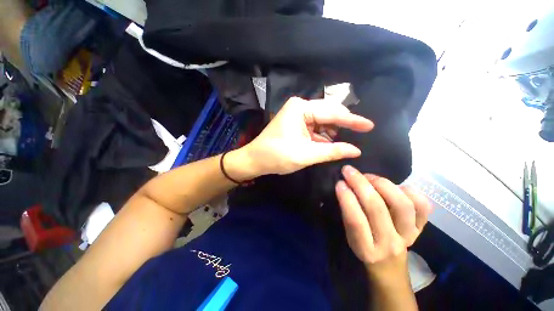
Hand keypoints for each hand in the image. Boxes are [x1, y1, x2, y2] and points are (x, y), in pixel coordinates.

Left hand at [243, 97, 372, 175]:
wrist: (255, 160)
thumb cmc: (277, 156)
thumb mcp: (306, 154)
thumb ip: (332, 150)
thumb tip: (356, 150)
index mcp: (301, 108)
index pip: (332, 113)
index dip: (352, 120)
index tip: (370, 125)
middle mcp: (300, 107)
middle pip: (328, 113)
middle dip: (343, 123)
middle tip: (361, 132)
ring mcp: (297, 115)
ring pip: (322, 121)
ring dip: (333, 131)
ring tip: (345, 141)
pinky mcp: (296, 123)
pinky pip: (315, 127)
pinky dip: (323, 135)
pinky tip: (330, 142)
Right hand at [335, 165, 431, 278]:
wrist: (388, 261)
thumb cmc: (363, 244)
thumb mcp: (349, 235)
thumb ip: (347, 213)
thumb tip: (344, 185)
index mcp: (366, 248)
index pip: (356, 221)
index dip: (347, 199)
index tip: (340, 182)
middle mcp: (389, 243)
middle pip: (377, 209)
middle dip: (360, 184)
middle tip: (349, 171)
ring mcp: (409, 236)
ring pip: (402, 205)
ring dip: (382, 184)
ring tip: (369, 176)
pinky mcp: (422, 228)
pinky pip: (423, 205)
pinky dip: (408, 190)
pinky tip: (394, 186)